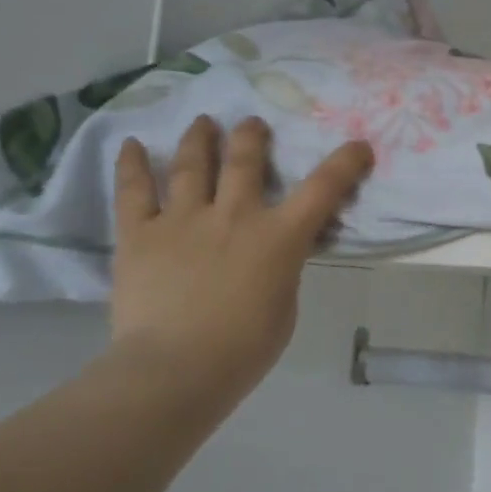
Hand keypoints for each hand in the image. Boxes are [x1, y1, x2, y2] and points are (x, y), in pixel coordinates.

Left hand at [109, 115, 373, 410]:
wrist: (176, 369)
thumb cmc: (244, 348)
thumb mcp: (285, 305)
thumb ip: (283, 268)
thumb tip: (273, 253)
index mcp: (278, 237)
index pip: (323, 188)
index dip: (345, 162)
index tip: (358, 146)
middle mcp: (233, 215)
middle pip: (245, 159)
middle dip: (253, 135)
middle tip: (253, 124)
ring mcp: (183, 220)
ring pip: (192, 165)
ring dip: (200, 138)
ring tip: (203, 122)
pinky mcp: (140, 234)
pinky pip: (133, 191)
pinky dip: (132, 165)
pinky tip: (132, 144)